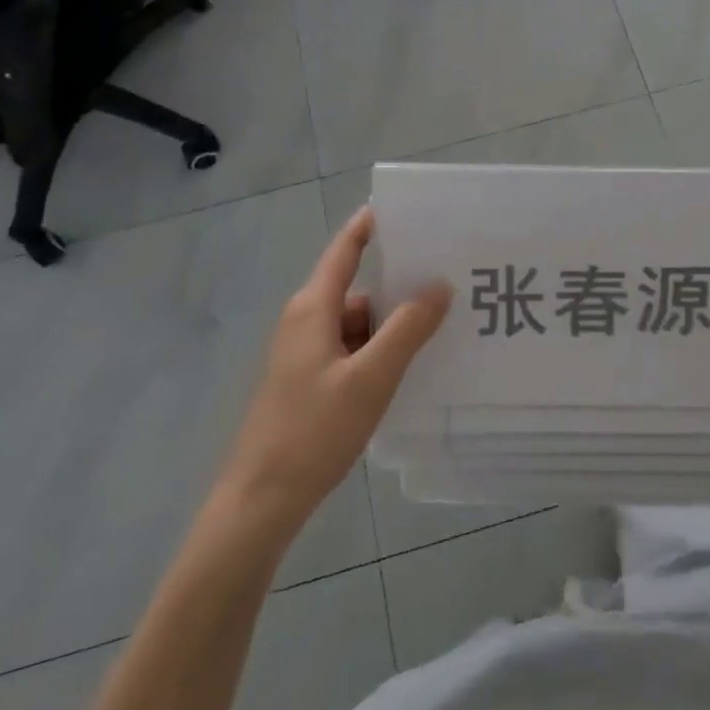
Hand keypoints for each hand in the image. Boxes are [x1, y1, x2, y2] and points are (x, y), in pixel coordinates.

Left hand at [216, 207, 450, 542]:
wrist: (261, 500)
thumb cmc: (314, 430)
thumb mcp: (371, 377)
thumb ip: (408, 329)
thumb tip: (440, 285)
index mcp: (313, 308)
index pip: (344, 251)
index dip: (369, 226)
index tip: (403, 209)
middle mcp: (305, 321)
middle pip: (357, 290)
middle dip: (399, 287)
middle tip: (447, 281)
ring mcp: (304, 353)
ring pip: (356, 325)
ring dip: (391, 326)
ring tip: (440, 328)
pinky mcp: (308, 381)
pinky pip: (350, 350)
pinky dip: (377, 352)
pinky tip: (408, 367)